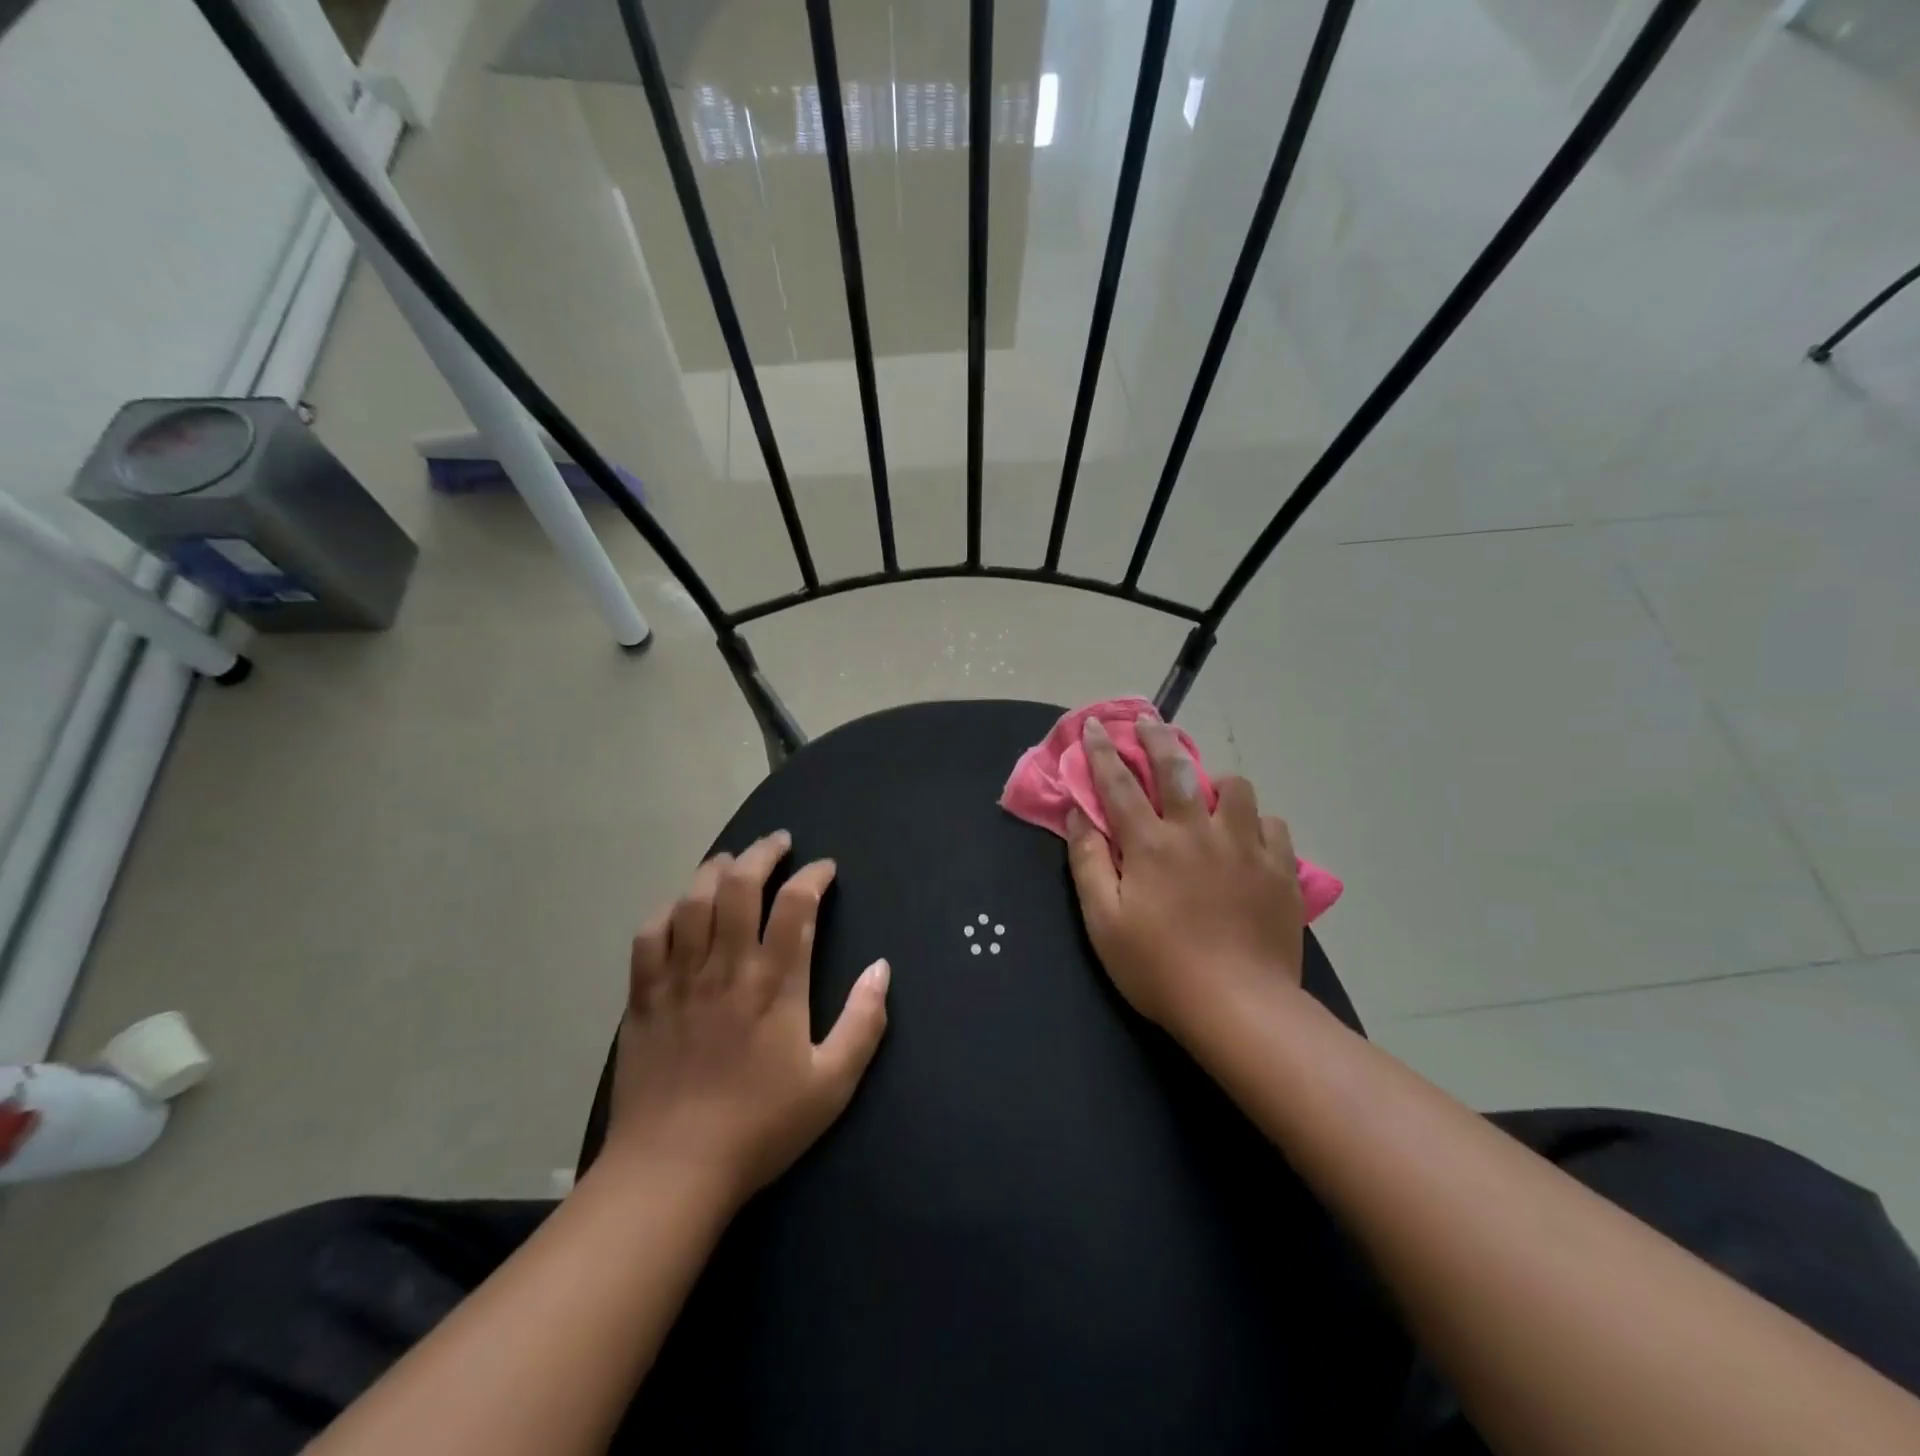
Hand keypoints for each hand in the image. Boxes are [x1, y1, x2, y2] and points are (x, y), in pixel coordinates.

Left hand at [603, 831, 889, 1204]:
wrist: (672, 1171)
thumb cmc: (760, 1127)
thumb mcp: (832, 1084)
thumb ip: (863, 1022)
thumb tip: (880, 968)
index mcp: (775, 985)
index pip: (796, 906)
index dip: (813, 876)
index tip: (824, 869)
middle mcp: (726, 967)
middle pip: (740, 886)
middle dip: (762, 854)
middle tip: (779, 842)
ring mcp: (680, 978)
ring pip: (693, 900)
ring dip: (715, 870)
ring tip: (732, 861)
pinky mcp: (644, 997)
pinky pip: (650, 935)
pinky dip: (667, 910)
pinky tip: (680, 907)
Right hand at [1066, 716, 1304, 1045]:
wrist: (1239, 1007)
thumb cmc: (1158, 968)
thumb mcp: (1103, 922)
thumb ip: (1088, 862)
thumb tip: (1078, 815)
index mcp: (1151, 844)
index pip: (1120, 784)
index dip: (1104, 752)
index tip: (1095, 725)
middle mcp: (1198, 831)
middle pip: (1177, 768)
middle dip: (1158, 738)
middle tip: (1150, 722)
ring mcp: (1245, 847)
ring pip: (1236, 788)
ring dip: (1216, 783)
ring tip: (1210, 796)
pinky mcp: (1280, 869)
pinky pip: (1272, 825)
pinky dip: (1256, 824)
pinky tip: (1248, 840)